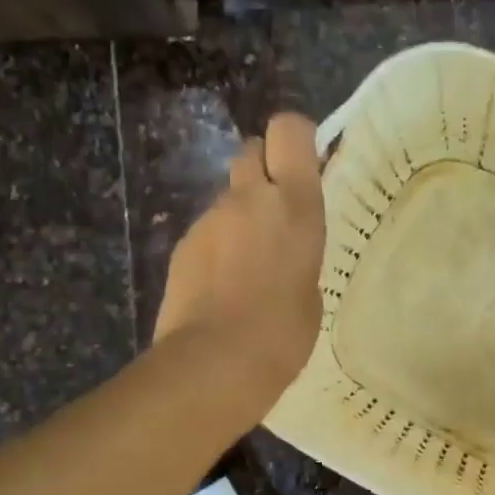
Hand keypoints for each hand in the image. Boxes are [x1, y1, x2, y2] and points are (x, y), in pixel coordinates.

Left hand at [154, 112, 325, 411]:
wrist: (214, 363)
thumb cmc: (284, 332)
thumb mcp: (312, 290)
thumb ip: (300, 254)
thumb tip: (282, 253)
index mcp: (294, 205)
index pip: (289, 131)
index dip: (298, 138)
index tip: (308, 163)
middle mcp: (249, 198)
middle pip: (252, 150)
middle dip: (266, 169)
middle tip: (278, 211)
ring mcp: (209, 219)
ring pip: (229, 195)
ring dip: (242, 214)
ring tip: (251, 265)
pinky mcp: (182, 245)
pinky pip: (208, 230)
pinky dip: (220, 245)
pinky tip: (226, 286)